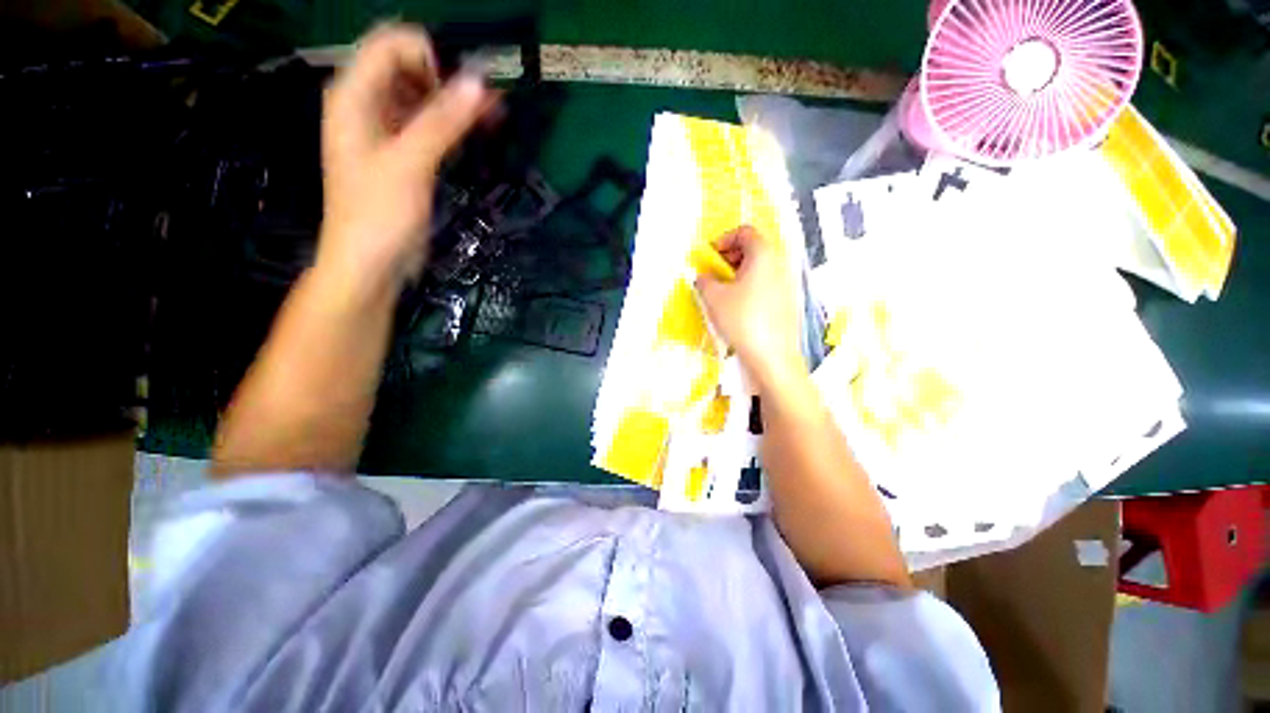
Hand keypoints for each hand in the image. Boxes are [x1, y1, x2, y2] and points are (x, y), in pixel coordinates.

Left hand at [317, 24, 494, 295]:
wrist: (371, 264)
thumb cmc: (379, 214)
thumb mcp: (410, 164)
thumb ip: (442, 122)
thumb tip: (479, 83)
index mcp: (354, 96)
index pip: (390, 44)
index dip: (429, 53)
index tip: (465, 85)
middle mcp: (367, 105)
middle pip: (408, 68)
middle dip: (448, 77)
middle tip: (489, 101)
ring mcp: (386, 132)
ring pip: (422, 98)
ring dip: (456, 103)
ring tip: (493, 115)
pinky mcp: (404, 156)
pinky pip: (429, 126)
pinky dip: (453, 125)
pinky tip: (478, 131)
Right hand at [695, 225, 804, 390]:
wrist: (772, 356)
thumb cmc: (742, 320)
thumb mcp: (714, 298)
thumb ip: (704, 280)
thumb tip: (703, 276)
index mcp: (763, 255)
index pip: (745, 232)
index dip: (724, 239)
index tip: (709, 256)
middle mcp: (779, 264)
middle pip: (754, 248)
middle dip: (730, 256)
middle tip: (713, 273)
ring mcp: (786, 283)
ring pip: (759, 268)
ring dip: (738, 273)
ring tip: (722, 291)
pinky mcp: (787, 302)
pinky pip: (765, 284)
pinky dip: (749, 286)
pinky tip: (737, 306)